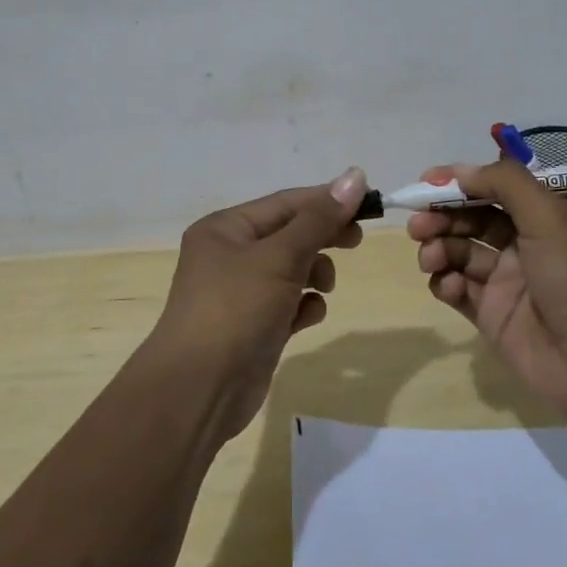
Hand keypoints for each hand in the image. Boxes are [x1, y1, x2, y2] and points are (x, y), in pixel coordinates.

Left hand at [148, 168, 369, 439]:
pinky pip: (287, 303)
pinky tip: (308, 317)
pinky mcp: (252, 326)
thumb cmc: (236, 309)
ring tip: (324, 287)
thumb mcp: (280, 257)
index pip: (285, 202)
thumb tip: (355, 175)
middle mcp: (229, 254)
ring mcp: (240, 292)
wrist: (199, 390)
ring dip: (314, 273)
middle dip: (323, 236)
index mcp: (225, 228)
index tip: (368, 203)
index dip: (327, 200)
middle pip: (289, 233)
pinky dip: (303, 306)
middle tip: (357, 240)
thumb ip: (319, 219)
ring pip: (291, 268)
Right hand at [409, 158, 566, 417]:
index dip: (460, 182)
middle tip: (418, 224)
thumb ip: (504, 183)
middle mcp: (526, 244)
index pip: (495, 187)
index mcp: (546, 216)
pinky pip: (457, 289)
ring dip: (438, 248)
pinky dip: (444, 282)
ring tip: (429, 257)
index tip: (426, 182)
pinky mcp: (491, 315)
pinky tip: (446, 285)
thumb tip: (460, 171)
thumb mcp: (550, 216)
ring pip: (459, 252)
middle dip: (442, 216)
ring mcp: (507, 281)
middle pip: (472, 219)